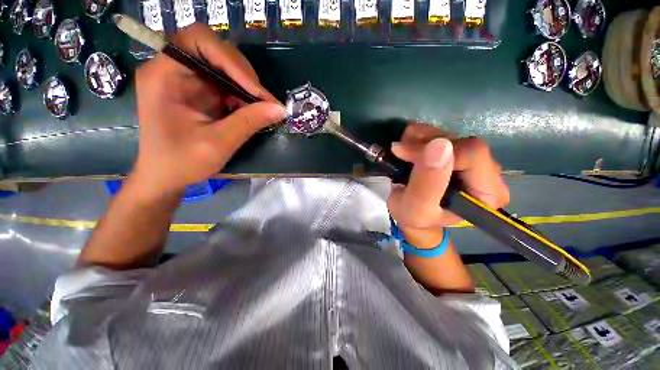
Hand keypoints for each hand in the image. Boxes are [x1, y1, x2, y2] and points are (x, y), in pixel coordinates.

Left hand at [132, 23, 286, 197]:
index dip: (231, 59)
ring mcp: (188, 81)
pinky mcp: (200, 93)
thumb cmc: (182, 162)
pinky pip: (228, 85)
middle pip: (215, 52)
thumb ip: (249, 122)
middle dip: (244, 75)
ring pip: (225, 68)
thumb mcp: (218, 143)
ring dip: (247, 87)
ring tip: (263, 108)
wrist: (166, 177)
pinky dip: (244, 97)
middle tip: (265, 101)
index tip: (255, 90)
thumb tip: (280, 109)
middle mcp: (175, 70)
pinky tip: (253, 112)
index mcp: (165, 75)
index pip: (198, 40)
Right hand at [387, 123, 509, 247]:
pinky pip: (440, 132)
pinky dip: (418, 136)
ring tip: (401, 152)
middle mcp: (487, 172)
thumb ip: (427, 184)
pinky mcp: (458, 151)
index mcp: (487, 193)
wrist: (411, 214)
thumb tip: (440, 145)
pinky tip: (407, 148)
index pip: (472, 154)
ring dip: (418, 138)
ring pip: (448, 133)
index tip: (405, 155)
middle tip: (400, 153)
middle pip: (460, 141)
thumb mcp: (416, 209)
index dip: (435, 150)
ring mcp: (472, 159)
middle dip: (424, 143)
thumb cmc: (415, 218)